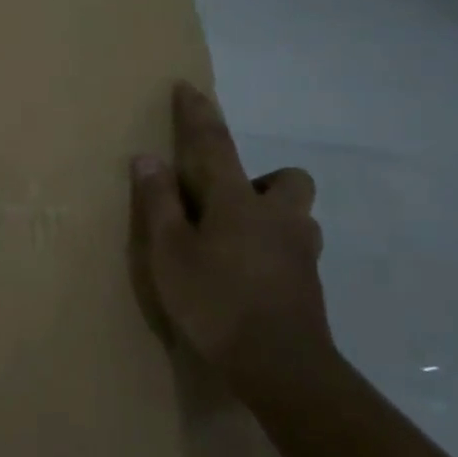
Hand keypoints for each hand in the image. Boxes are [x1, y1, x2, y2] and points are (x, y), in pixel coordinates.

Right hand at [130, 81, 330, 394]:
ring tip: (236, 241)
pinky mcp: (309, 285)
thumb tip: (148, 159)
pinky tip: (249, 275)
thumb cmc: (216, 302)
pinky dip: (273, 250)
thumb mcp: (169, 252)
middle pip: (287, 179)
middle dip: (263, 179)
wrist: (281, 369)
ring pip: (297, 215)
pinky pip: (294, 250)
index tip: (188, 87)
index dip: (198, 115)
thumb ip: (159, 203)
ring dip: (272, 216)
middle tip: (227, 202)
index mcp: (237, 201)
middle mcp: (278, 217)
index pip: (214, 144)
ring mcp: (301, 252)